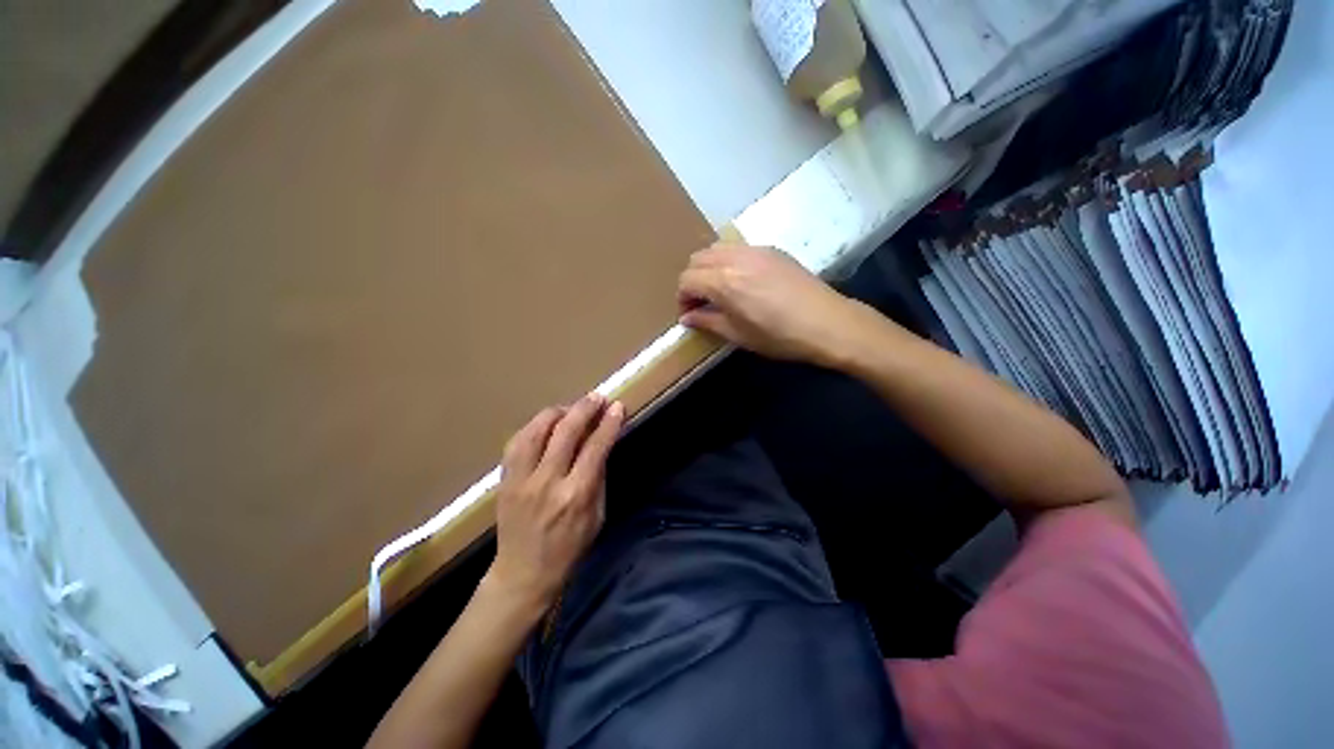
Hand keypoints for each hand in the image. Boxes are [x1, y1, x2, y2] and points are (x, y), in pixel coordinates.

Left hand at [487, 394, 624, 608]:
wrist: (523, 573)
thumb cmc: (570, 547)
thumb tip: (601, 444)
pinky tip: (545, 423)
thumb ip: (599, 476)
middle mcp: (547, 482)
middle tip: (597, 398)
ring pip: (536, 430)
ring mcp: (521, 479)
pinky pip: (516, 442)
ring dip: (557, 412)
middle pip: (566, 431)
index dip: (609, 423)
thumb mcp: (598, 515)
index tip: (617, 406)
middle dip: (585, 408)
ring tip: (571, 408)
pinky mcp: (504, 480)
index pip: (596, 447)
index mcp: (576, 494)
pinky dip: (533, 427)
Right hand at [678, 243, 867, 365]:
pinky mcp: (772, 249)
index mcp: (724, 281)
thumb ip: (707, 321)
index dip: (682, 297)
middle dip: (693, 279)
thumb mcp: (738, 335)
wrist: (827, 323)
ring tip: (720, 290)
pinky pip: (738, 249)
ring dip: (710, 267)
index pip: (687, 279)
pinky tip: (743, 281)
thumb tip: (687, 317)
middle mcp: (735, 258)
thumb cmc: (779, 336)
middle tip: (701, 301)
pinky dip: (729, 261)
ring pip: (717, 248)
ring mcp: (755, 249)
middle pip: (698, 258)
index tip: (689, 313)